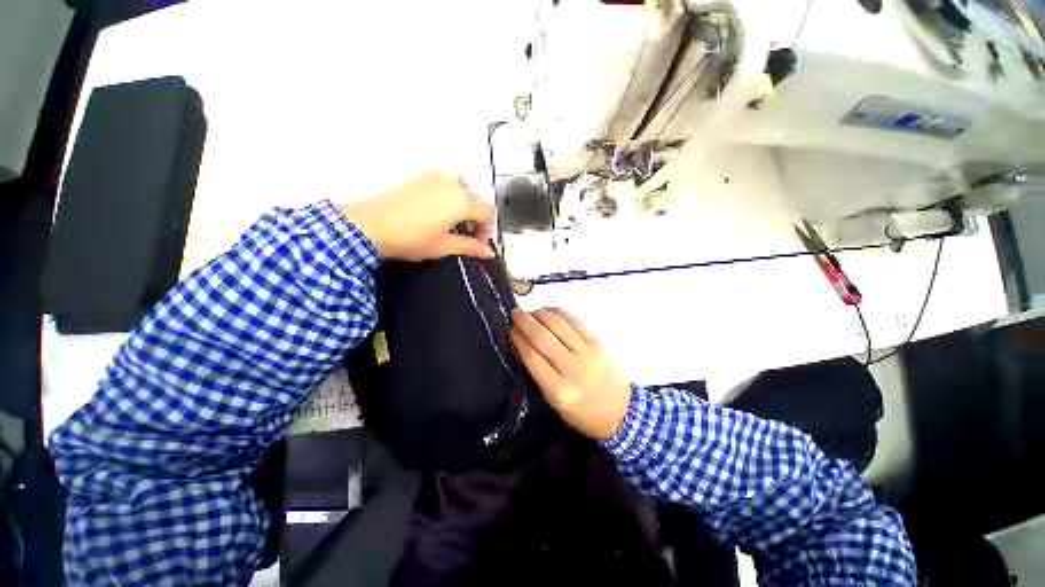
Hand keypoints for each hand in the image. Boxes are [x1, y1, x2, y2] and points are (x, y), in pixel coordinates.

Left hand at [341, 171, 494, 260]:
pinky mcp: (420, 177)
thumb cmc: (405, 236)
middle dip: (473, 219)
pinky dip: (445, 198)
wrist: (371, 225)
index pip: (488, 213)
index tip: (479, 244)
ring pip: (459, 191)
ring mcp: (435, 176)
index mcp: (463, 199)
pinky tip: (433, 216)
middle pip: (475, 200)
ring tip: (447, 227)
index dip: (487, 231)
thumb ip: (470, 247)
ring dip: (460, 207)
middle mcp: (452, 181)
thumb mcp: (443, 247)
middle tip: (464, 237)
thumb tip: (485, 251)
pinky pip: (443, 185)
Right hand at [510, 308, 631, 440]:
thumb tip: (525, 349)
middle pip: (543, 338)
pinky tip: (550, 312)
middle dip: (525, 323)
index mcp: (559, 390)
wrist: (623, 412)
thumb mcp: (556, 405)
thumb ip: (541, 378)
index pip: (532, 357)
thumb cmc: (585, 415)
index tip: (509, 330)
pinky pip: (576, 322)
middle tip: (515, 314)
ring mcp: (588, 353)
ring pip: (558, 325)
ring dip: (541, 314)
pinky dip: (560, 314)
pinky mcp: (599, 343)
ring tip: (530, 312)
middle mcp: (572, 369)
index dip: (518, 340)